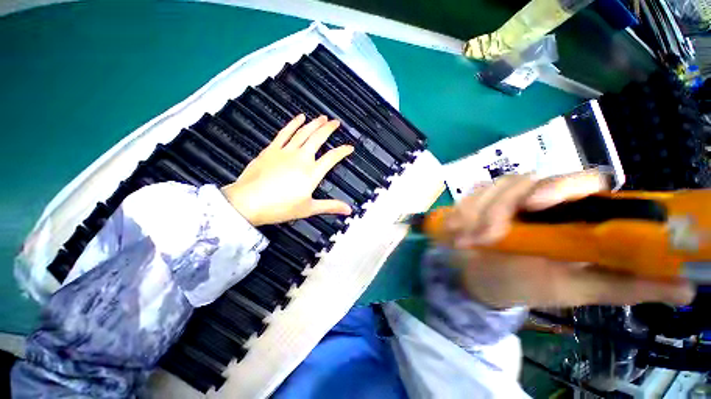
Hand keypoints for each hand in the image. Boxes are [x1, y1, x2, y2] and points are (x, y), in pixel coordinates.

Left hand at [221, 114, 353, 225]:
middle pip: (319, 138)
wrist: (248, 202)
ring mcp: (286, 151)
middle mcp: (301, 158)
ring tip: (322, 117)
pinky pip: (285, 132)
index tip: (349, 147)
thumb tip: (348, 210)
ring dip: (314, 123)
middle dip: (329, 129)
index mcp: (312, 172)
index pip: (332, 157)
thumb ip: (330, 206)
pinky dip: (293, 123)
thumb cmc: (279, 207)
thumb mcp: (308, 209)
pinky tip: (300, 117)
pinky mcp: (272, 149)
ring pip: (304, 132)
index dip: (343, 151)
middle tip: (336, 122)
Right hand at [446, 171, 693, 308]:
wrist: (482, 279)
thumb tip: (687, 290)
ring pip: (493, 187)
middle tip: (486, 236)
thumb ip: (622, 286)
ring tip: (467, 240)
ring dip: (477, 214)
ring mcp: (506, 198)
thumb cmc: (527, 285)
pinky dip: (462, 213)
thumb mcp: (574, 290)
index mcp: (573, 216)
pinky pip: (470, 196)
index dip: (562, 186)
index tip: (535, 206)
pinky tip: (457, 230)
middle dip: (501, 205)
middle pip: (526, 180)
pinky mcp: (480, 200)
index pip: (583, 181)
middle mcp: (542, 199)